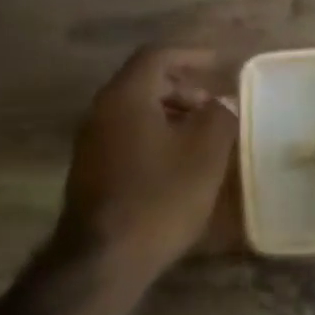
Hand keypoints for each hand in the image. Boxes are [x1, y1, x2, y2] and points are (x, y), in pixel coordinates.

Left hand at [59, 46, 237, 301]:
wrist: (103, 259)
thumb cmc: (160, 197)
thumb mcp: (205, 154)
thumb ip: (219, 116)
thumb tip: (224, 100)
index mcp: (126, 96)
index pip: (157, 56)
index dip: (191, 55)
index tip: (218, 63)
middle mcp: (101, 111)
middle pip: (144, 82)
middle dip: (183, 87)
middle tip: (214, 105)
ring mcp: (91, 142)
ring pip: (135, 111)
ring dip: (170, 114)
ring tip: (202, 135)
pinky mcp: (91, 170)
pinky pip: (127, 135)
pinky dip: (155, 135)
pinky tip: (178, 163)